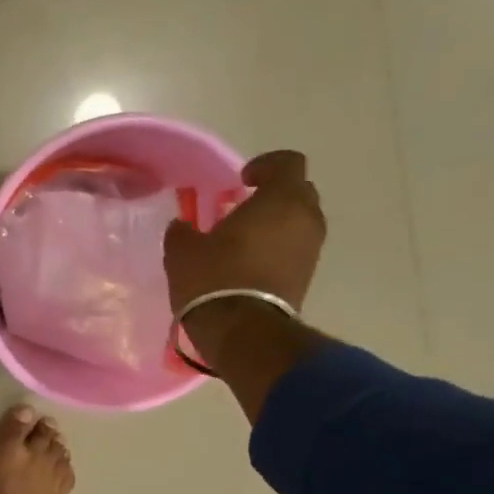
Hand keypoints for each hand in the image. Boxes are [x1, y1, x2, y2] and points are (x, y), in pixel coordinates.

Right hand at [164, 149, 325, 365]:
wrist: (242, 331)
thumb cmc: (213, 280)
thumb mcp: (182, 252)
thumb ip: (183, 231)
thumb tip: (182, 226)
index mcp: (280, 199)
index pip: (287, 163)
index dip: (265, 165)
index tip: (242, 179)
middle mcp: (305, 218)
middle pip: (298, 192)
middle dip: (273, 196)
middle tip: (243, 210)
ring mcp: (311, 249)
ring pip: (298, 223)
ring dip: (276, 226)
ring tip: (244, 242)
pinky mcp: (308, 276)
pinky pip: (294, 250)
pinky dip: (277, 250)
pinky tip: (249, 265)